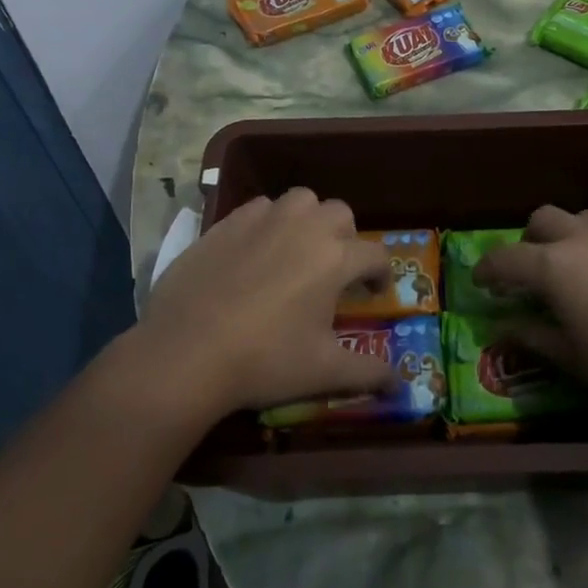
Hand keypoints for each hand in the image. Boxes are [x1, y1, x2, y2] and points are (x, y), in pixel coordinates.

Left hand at [134, 188, 394, 418]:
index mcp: (335, 258)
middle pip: (340, 214)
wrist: (187, 352)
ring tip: (297, 249)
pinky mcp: (226, 223)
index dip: (381, 274)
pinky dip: (268, 221)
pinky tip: (256, 250)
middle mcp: (305, 227)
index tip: (374, 293)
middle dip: (346, 237)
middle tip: (334, 269)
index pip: (375, 255)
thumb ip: (368, 373)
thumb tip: (400, 386)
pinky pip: (259, 208)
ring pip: (301, 201)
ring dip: (308, 219)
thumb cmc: (265, 360)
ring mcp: (263, 220)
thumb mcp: (323, 372)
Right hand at [472, 206, 587, 412]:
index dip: (487, 268)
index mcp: (554, 266)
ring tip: (583, 263)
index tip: (481, 280)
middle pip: (543, 219)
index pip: (505, 258)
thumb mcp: (571, 358)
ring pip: (586, 218)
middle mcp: (584, 238)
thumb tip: (501, 328)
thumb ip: (532, 336)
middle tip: (534, 267)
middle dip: (530, 239)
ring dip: (574, 235)